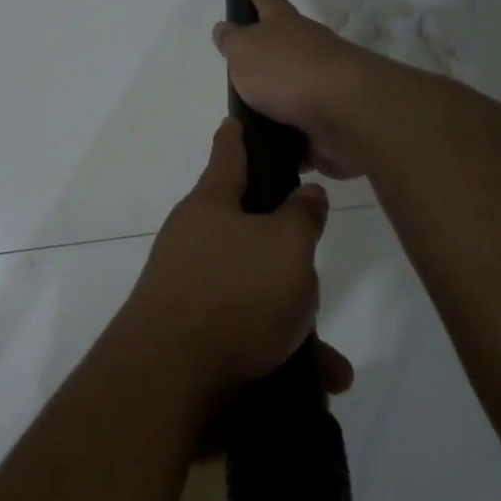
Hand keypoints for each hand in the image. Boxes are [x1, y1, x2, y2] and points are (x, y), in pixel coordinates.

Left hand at [120, 118, 352, 404]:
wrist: (170, 382)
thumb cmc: (235, 294)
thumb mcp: (287, 246)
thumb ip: (302, 216)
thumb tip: (305, 195)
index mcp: (210, 206)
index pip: (228, 154)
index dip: (239, 134)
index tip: (239, 118)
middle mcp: (194, 243)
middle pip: (248, 230)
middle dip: (287, 251)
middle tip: (312, 263)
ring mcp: (191, 291)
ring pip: (257, 293)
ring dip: (296, 321)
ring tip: (329, 357)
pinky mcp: (195, 338)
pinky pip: (249, 336)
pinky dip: (282, 355)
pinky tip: (319, 382)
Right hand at [213, 0, 383, 179]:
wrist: (345, 112)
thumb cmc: (287, 71)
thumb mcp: (245, 50)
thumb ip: (232, 41)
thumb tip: (225, 29)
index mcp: (285, 27)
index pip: (267, 2)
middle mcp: (308, 52)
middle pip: (283, 50)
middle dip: (266, 56)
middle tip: (241, 67)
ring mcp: (322, 89)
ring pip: (291, 95)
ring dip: (274, 107)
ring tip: (245, 124)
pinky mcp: (329, 125)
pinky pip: (300, 135)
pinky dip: (287, 144)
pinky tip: (267, 154)